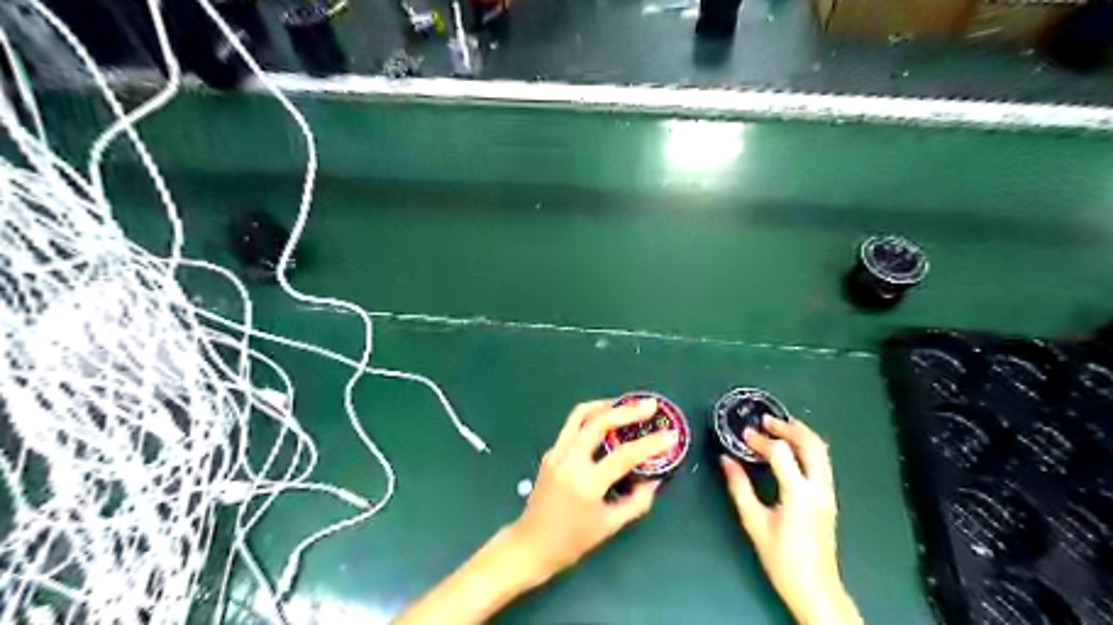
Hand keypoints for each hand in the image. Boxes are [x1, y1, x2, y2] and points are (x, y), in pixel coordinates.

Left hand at [507, 400, 678, 585]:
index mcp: (586, 484)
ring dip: (605, 405)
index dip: (651, 444)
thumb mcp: (611, 525)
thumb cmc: (573, 541)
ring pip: (580, 415)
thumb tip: (655, 479)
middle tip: (650, 406)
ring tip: (627, 404)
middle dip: (627, 410)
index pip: (624, 456)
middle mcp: (569, 462)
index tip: (671, 435)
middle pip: (598, 423)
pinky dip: (591, 417)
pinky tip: (606, 420)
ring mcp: (556, 453)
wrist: (532, 544)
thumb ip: (637, 501)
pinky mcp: (550, 452)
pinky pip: (572, 426)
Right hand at [718, 417, 862, 623]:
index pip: (781, 453)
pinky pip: (823, 461)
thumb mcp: (754, 523)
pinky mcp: (830, 498)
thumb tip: (726, 460)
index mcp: (799, 494)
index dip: (761, 440)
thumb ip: (739, 488)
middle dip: (788, 427)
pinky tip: (791, 447)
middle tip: (766, 421)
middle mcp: (819, 489)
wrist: (816, 589)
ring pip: (822, 450)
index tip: (744, 436)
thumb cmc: (782, 559)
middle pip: (811, 444)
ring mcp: (828, 493)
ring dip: (801, 433)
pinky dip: (807, 446)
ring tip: (779, 427)